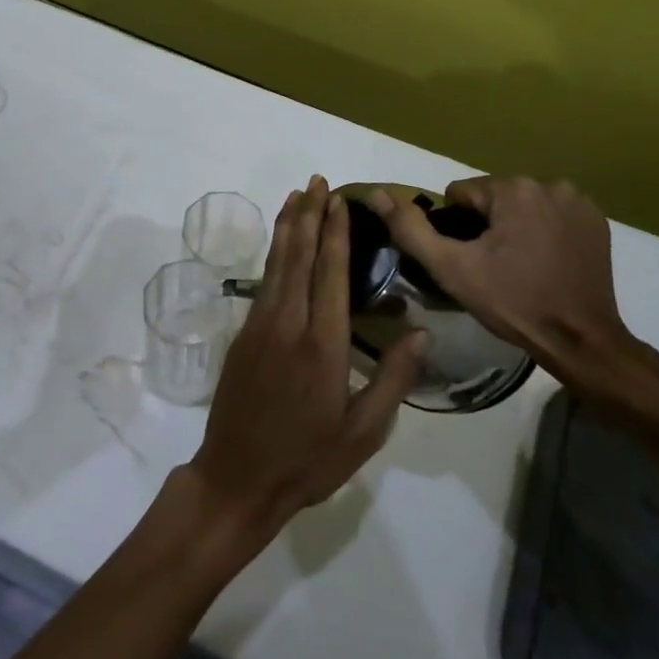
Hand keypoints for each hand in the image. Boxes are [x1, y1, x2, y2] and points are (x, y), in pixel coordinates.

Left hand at [187, 177, 426, 541]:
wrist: (237, 477)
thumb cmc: (308, 460)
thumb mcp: (364, 432)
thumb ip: (392, 379)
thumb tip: (421, 333)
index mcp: (323, 344)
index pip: (331, 273)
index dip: (336, 233)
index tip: (339, 200)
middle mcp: (288, 323)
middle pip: (300, 256)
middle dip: (310, 215)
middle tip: (317, 181)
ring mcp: (259, 326)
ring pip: (276, 264)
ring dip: (288, 227)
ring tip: (297, 196)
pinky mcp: (243, 335)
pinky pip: (263, 282)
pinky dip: (273, 255)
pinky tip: (280, 245)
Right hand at [365, 177, 658, 404]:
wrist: (581, 341)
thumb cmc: (513, 303)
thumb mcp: (452, 269)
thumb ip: (411, 229)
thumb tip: (378, 194)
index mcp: (513, 189)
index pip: (463, 195)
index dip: (457, 228)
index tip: (470, 259)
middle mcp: (549, 184)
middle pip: (494, 198)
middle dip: (487, 226)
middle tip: (492, 267)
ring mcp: (578, 201)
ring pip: (522, 205)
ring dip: (515, 227)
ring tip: (519, 267)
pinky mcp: (597, 220)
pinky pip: (552, 215)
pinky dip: (544, 231)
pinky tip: (546, 262)